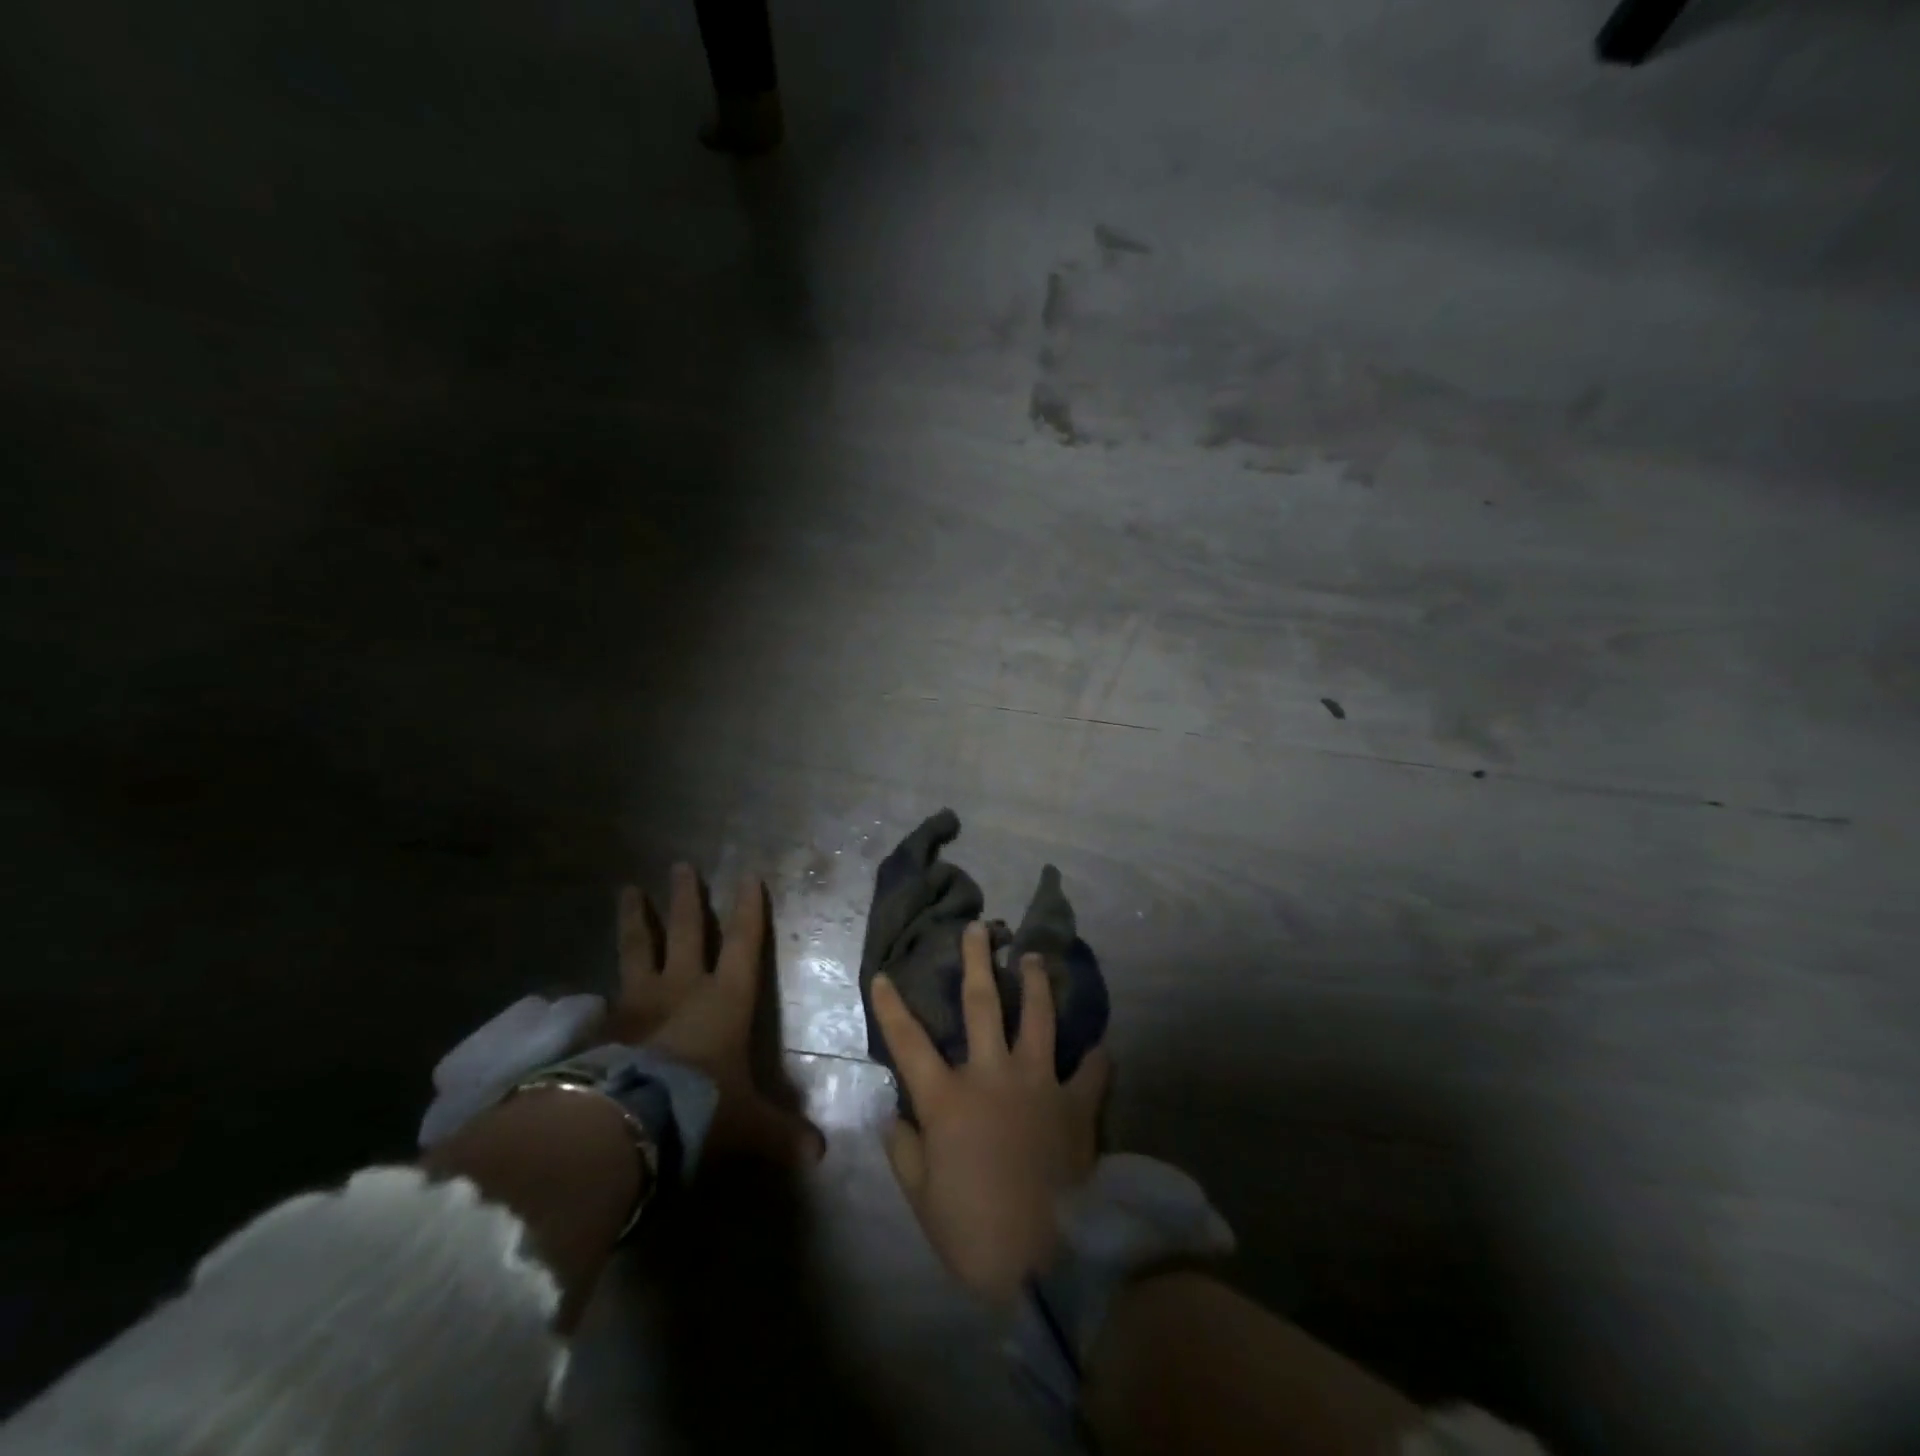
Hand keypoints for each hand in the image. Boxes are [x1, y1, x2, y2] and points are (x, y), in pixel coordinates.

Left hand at [609, 863, 823, 1167]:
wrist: (628, 1120)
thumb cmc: (702, 1106)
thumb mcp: (748, 1124)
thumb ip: (782, 1134)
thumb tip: (820, 1155)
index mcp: (726, 999)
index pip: (745, 944)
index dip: (750, 910)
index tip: (749, 876)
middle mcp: (683, 988)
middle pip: (688, 932)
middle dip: (688, 899)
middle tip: (680, 866)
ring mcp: (638, 1003)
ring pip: (640, 949)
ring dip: (637, 919)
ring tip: (627, 890)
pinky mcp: (603, 1026)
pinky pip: (605, 996)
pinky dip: (600, 987)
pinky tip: (589, 985)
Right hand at [873, 920, 1110, 1309]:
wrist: (1049, 1264)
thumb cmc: (975, 1233)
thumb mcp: (923, 1200)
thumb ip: (905, 1152)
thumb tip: (895, 1116)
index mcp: (948, 1099)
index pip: (909, 1042)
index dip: (892, 1006)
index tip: (883, 974)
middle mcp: (993, 1076)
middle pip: (982, 1005)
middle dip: (978, 961)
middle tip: (979, 928)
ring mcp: (1040, 1084)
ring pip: (1038, 1017)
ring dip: (1036, 983)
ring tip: (1035, 958)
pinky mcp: (1078, 1105)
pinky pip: (1091, 1071)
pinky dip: (1095, 1058)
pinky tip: (1098, 1046)